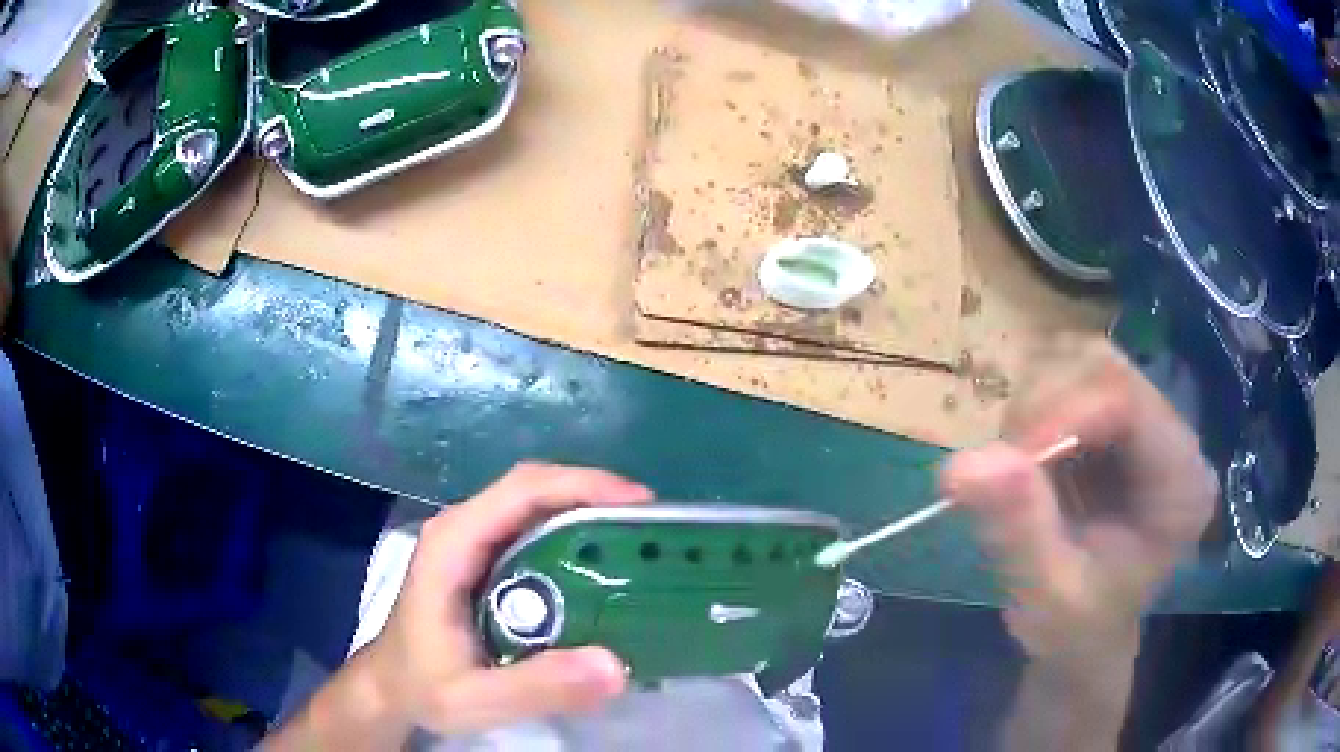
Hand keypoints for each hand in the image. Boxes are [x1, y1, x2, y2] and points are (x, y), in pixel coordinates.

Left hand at [362, 463, 652, 735]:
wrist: (393, 688)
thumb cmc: (423, 686)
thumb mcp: (475, 698)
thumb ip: (537, 687)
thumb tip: (616, 666)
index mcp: (453, 545)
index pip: (520, 491)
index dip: (581, 485)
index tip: (637, 502)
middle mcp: (463, 529)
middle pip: (533, 489)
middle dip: (593, 495)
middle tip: (650, 525)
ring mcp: (472, 542)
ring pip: (535, 505)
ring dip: (587, 512)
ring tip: (638, 540)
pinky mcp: (484, 560)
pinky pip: (534, 531)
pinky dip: (573, 536)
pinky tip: (604, 565)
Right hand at [942, 336, 1215, 669]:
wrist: (1084, 636)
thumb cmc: (1075, 629)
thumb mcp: (1046, 596)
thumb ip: (1018, 530)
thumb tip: (959, 466)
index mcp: (1181, 483)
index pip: (1129, 401)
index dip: (1062, 411)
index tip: (1003, 459)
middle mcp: (1172, 436)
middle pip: (1104, 366)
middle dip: (1042, 405)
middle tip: (1002, 467)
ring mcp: (1144, 421)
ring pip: (1081, 359)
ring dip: (1033, 403)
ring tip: (1015, 469)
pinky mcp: (1115, 418)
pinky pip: (1067, 374)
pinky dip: (1033, 404)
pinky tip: (1027, 455)